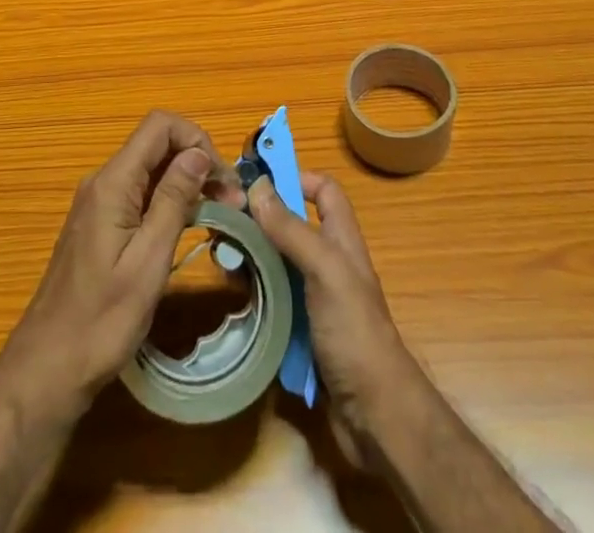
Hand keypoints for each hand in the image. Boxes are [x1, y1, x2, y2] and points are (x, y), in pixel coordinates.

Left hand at [0, 111, 243, 413]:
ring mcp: (100, 202)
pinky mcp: (101, 223)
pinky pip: (141, 193)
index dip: (196, 139)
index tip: (223, 179)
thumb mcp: (148, 262)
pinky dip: (170, 200)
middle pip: (157, 145)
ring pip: (152, 169)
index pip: (159, 126)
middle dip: (198, 162)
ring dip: (188, 182)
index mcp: (112, 183)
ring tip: (222, 213)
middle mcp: (103, 181)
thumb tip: (198, 153)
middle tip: (233, 202)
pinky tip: (191, 225)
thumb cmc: (102, 322)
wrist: (48, 370)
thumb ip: (173, 201)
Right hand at [249, 172, 419, 462]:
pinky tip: (231, 297)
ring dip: (251, 258)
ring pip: (277, 264)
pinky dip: (253, 295)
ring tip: (218, 258)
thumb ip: (292, 229)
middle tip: (223, 222)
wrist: (375, 416)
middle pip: (291, 226)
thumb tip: (258, 185)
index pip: (323, 191)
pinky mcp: (301, 332)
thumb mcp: (325, 270)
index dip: (296, 178)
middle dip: (260, 221)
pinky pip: (272, 302)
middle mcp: (327, 264)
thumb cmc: (354, 332)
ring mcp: (314, 299)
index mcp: (341, 240)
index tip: (256, 182)